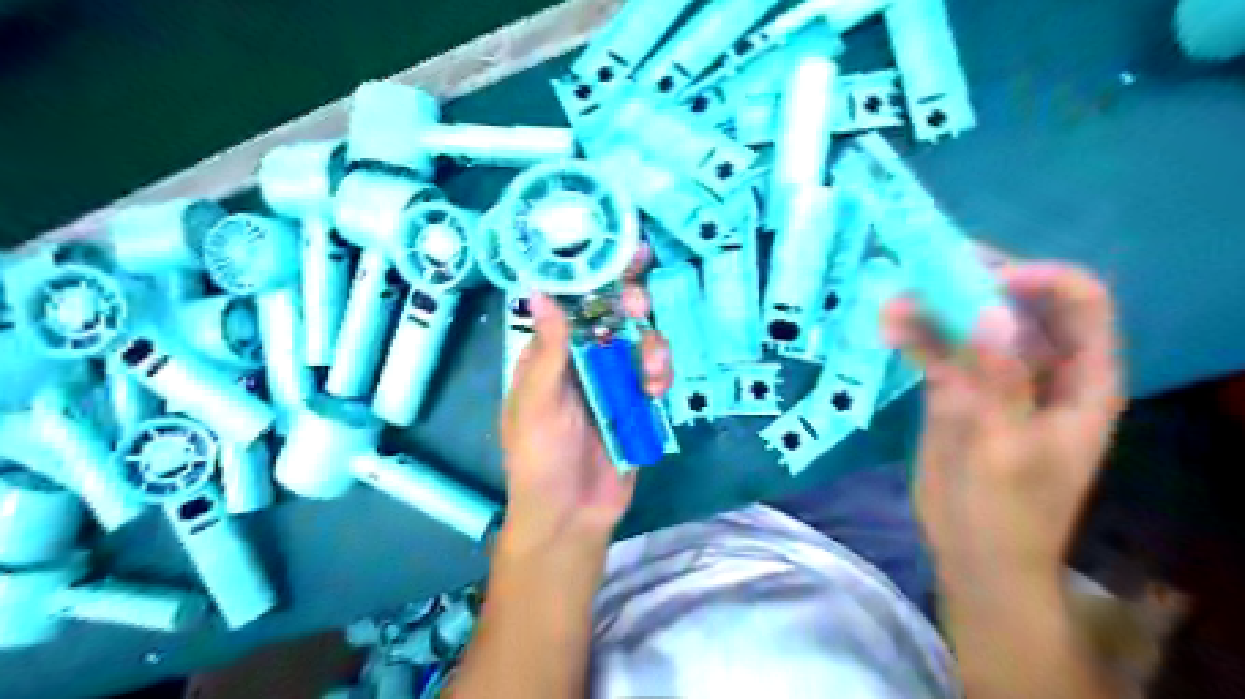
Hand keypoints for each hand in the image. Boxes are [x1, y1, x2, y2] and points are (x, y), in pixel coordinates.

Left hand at [499, 248, 670, 551]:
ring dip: (652, 347)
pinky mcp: (636, 403)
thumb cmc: (540, 459)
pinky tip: (655, 393)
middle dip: (630, 303)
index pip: (571, 303)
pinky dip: (660, 376)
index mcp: (550, 355)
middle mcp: (582, 360)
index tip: (618, 250)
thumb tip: (540, 291)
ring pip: (640, 342)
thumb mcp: (537, 405)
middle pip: (613, 315)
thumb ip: (546, 352)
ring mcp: (612, 381)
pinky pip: (655, 374)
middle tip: (640, 303)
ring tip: (652, 374)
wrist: (572, 515)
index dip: (593, 275)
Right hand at [885, 266, 1129, 596]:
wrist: (973, 554)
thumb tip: (989, 313)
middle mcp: (1042, 369)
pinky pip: (940, 352)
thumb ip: (997, 380)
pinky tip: (890, 327)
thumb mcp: (1004, 448)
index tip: (982, 279)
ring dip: (936, 308)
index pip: (1079, 305)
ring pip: (972, 325)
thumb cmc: (1005, 511)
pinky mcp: (957, 391)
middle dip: (975, 282)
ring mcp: (995, 378)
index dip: (1038, 281)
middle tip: (926, 267)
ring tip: (895, 301)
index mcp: (1080, 382)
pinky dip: (917, 337)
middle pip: (1018, 305)